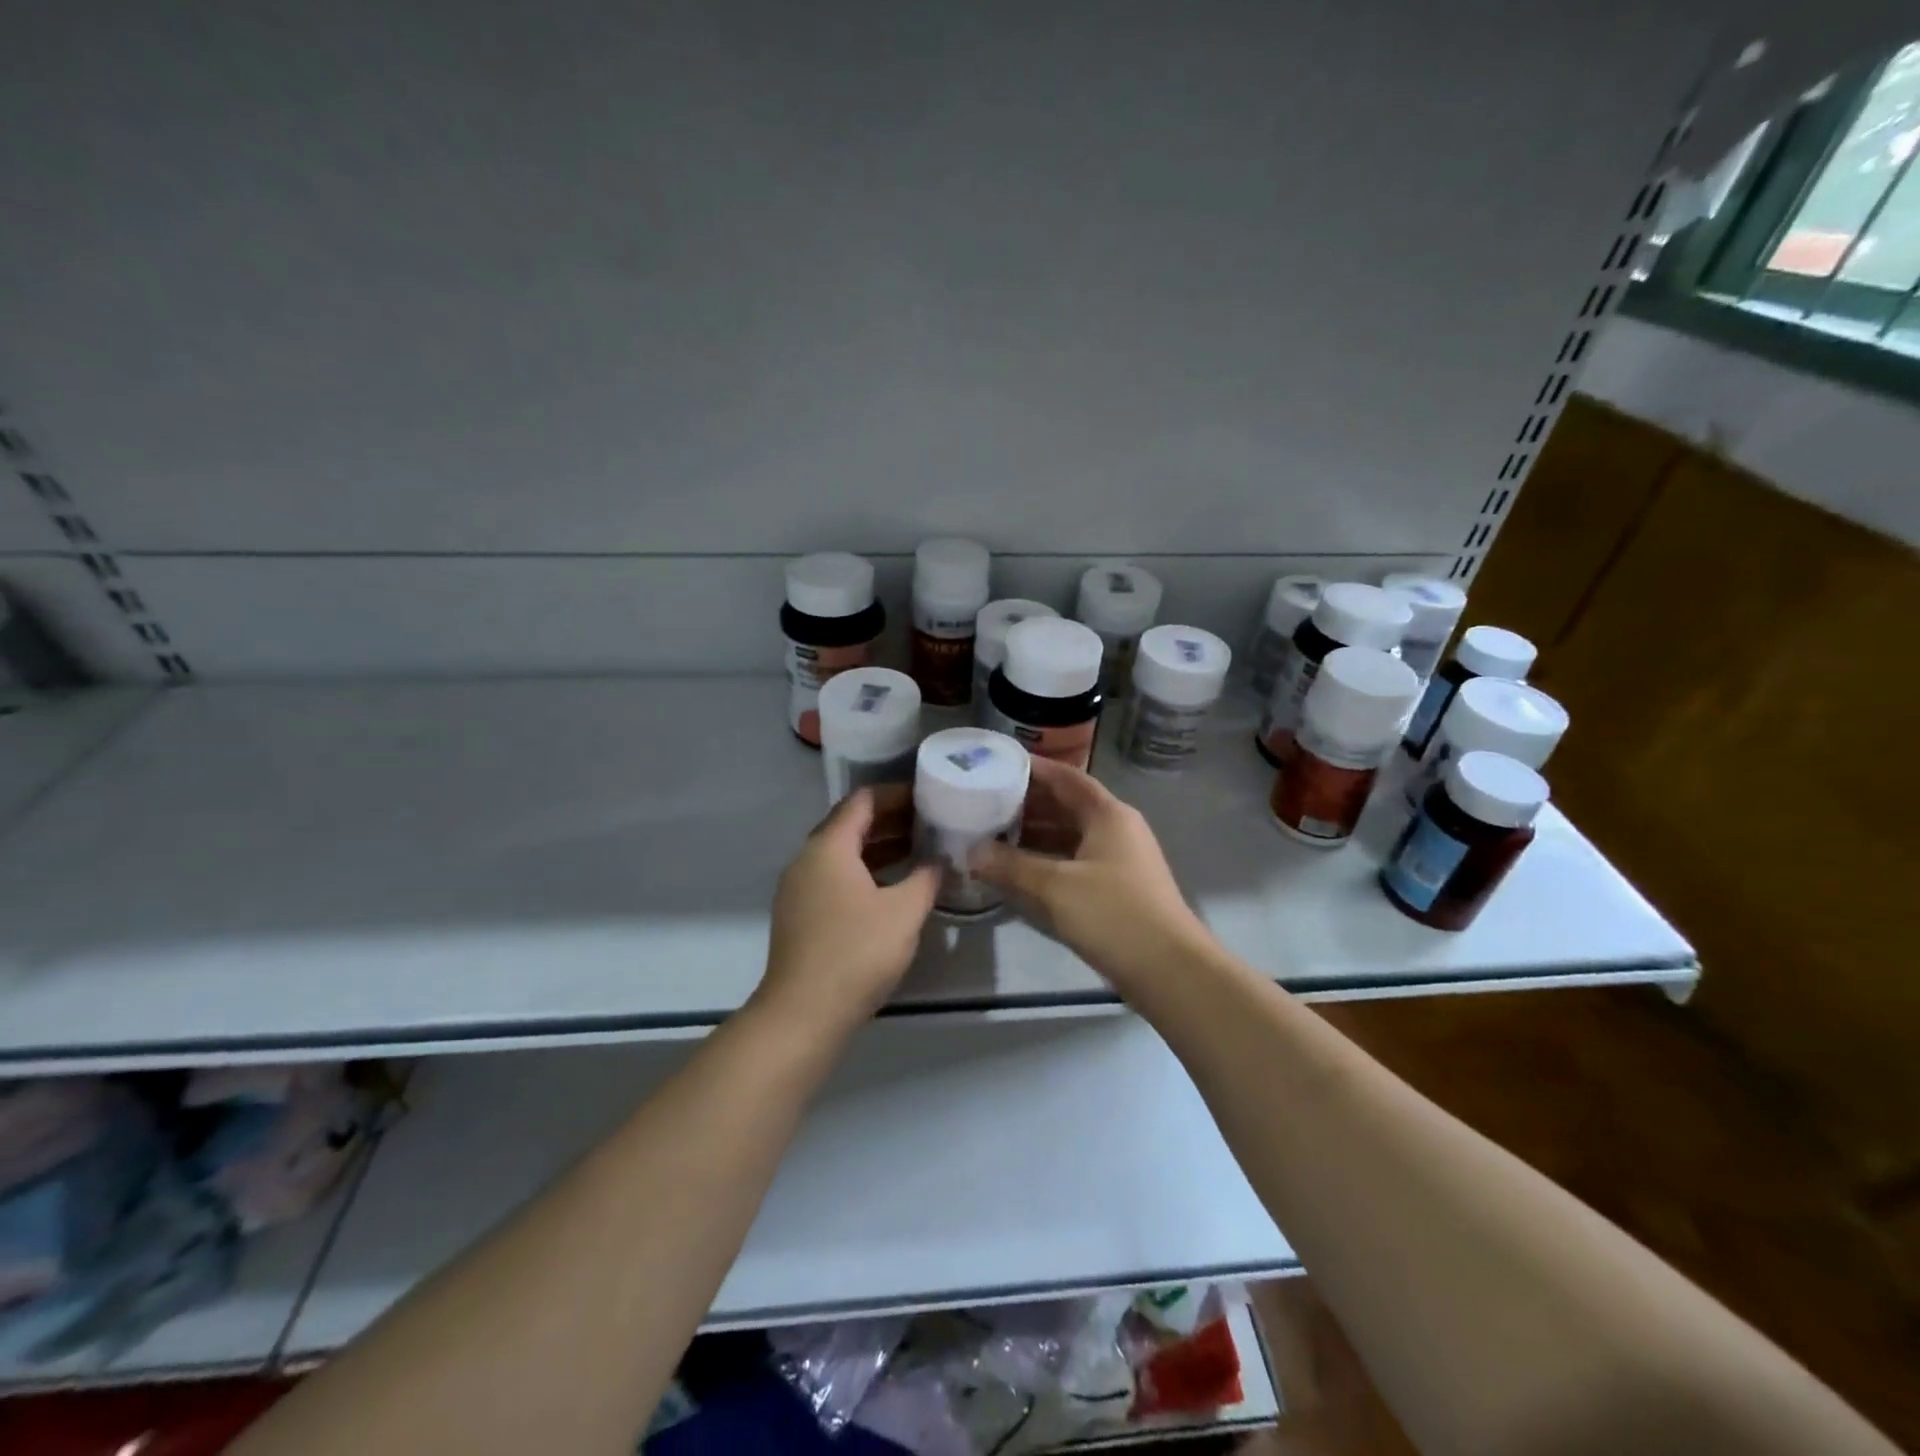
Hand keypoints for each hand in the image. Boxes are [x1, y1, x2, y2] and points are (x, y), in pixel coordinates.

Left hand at [757, 790, 940, 1036]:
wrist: (803, 1014)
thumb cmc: (857, 953)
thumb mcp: (904, 912)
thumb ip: (927, 877)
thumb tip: (939, 859)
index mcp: (829, 847)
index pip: (863, 800)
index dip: (898, 794)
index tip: (930, 798)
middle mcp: (808, 859)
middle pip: (851, 824)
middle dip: (892, 820)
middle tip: (931, 823)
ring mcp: (799, 888)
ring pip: (843, 853)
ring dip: (879, 848)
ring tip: (919, 851)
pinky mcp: (800, 914)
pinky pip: (835, 877)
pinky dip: (865, 872)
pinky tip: (892, 888)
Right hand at [974, 758, 1212, 997]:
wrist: (1169, 970)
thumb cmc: (1113, 915)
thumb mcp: (1055, 887)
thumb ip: (1010, 866)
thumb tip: (971, 852)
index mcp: (1108, 814)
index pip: (1066, 777)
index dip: (1034, 769)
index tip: (998, 764)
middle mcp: (1116, 828)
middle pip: (1067, 805)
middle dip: (1028, 803)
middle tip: (987, 801)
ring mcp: (1119, 859)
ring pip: (1070, 835)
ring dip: (1036, 833)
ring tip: (994, 833)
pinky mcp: (1116, 887)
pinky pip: (1075, 860)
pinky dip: (1047, 859)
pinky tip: (1019, 869)